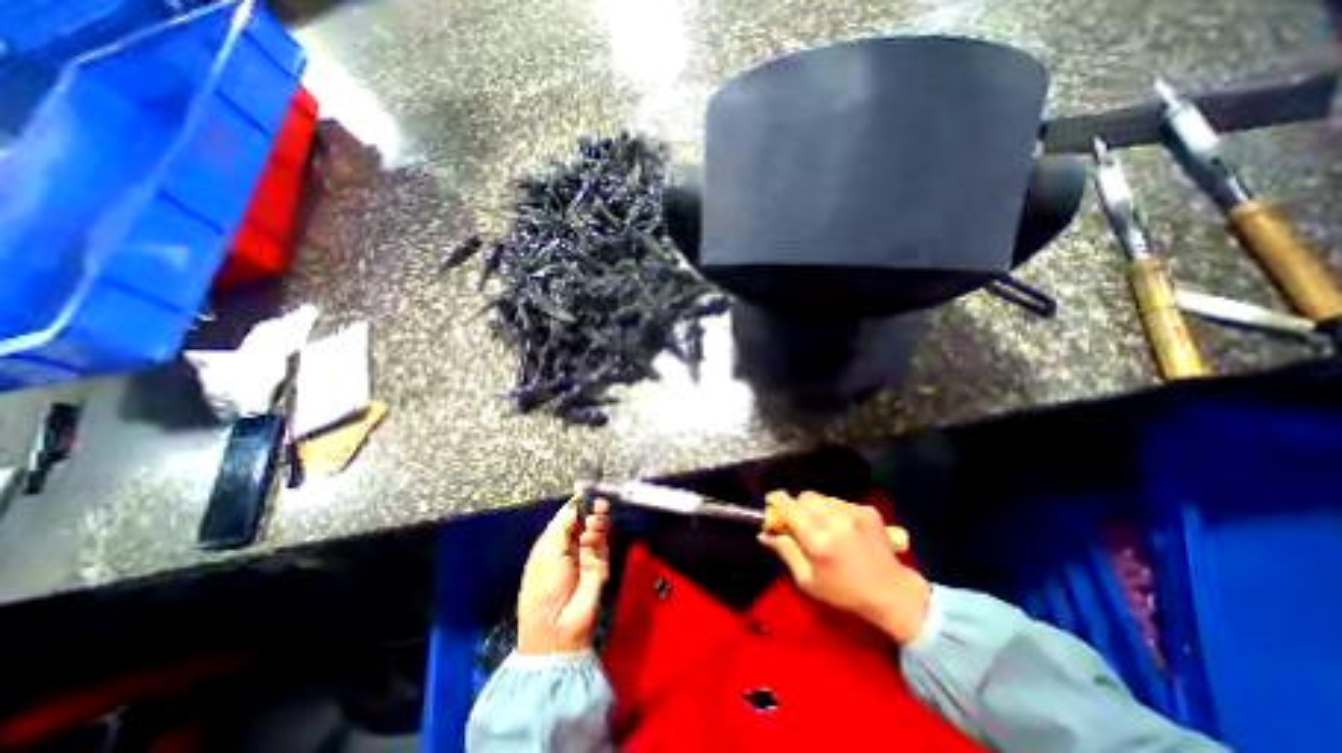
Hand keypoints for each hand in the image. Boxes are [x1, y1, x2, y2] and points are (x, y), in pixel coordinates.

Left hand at [514, 496, 612, 652]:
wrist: (557, 625)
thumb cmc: (543, 587)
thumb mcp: (547, 552)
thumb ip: (563, 525)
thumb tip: (575, 503)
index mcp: (552, 542)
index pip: (567, 516)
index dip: (576, 503)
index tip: (586, 489)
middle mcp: (570, 545)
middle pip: (584, 519)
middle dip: (589, 509)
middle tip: (596, 502)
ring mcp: (587, 554)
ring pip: (596, 528)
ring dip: (596, 519)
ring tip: (594, 519)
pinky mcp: (601, 562)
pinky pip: (603, 541)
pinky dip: (600, 533)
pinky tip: (595, 532)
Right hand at [761, 490, 929, 644]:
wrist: (893, 594)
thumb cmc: (845, 593)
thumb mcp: (807, 581)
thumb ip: (785, 551)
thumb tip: (764, 533)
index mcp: (817, 539)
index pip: (787, 505)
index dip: (775, 501)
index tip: (771, 506)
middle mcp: (834, 519)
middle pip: (804, 497)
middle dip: (797, 507)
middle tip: (800, 524)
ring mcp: (853, 512)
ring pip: (822, 497)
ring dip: (816, 508)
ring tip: (823, 528)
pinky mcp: (867, 510)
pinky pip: (840, 502)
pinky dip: (834, 512)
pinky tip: (842, 530)